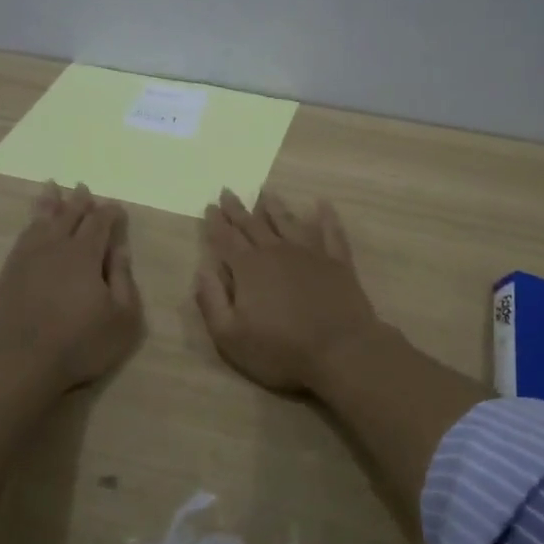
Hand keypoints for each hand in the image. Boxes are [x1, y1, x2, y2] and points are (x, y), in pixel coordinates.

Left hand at [0, 182, 143, 392]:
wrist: (19, 363)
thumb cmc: (80, 343)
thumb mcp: (122, 318)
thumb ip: (124, 279)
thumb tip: (121, 247)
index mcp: (85, 254)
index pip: (100, 223)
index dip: (110, 213)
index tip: (117, 208)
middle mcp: (55, 247)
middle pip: (68, 215)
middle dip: (79, 201)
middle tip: (83, 188)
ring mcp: (27, 259)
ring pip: (41, 221)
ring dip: (50, 204)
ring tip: (51, 188)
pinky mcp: (8, 274)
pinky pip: (22, 238)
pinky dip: (30, 225)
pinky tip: (31, 226)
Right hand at [194, 189, 384, 393]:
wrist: (341, 351)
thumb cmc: (281, 349)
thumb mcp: (230, 336)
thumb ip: (212, 301)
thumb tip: (202, 269)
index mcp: (248, 268)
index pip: (226, 238)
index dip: (215, 223)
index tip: (209, 206)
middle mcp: (277, 251)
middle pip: (253, 224)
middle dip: (237, 209)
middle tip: (227, 191)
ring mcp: (310, 253)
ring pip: (288, 221)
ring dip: (275, 207)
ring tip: (266, 193)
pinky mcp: (337, 262)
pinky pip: (330, 231)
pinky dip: (326, 216)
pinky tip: (322, 204)